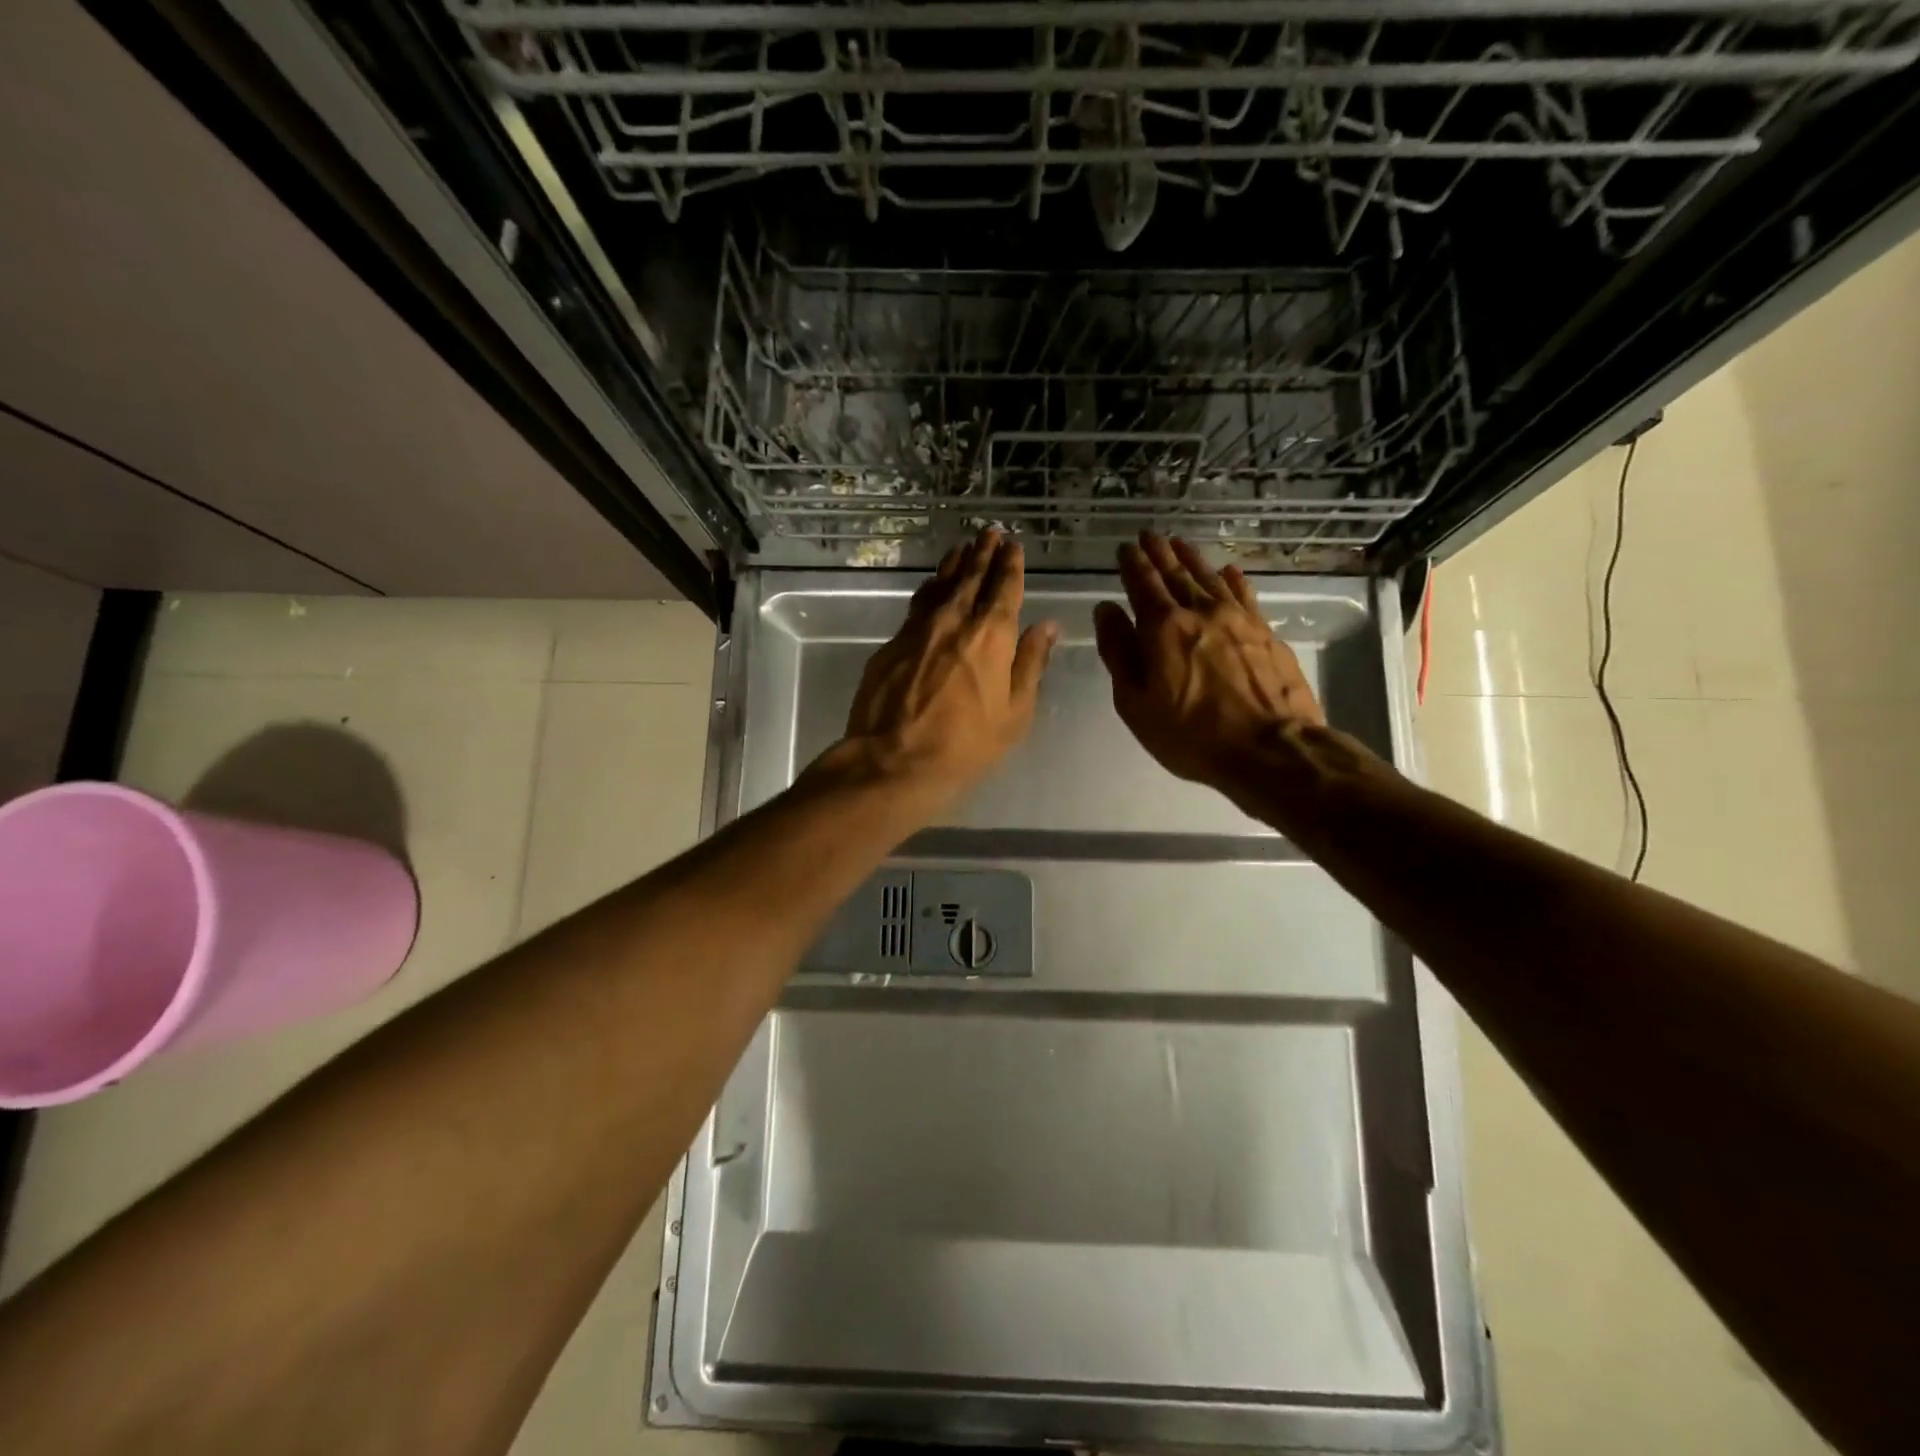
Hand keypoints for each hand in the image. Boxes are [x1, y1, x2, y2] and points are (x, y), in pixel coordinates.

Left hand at [829, 528, 1057, 806]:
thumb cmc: (965, 744)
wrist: (894, 760)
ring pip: (939, 585)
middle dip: (982, 553)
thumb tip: (1047, 626)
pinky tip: (931, 587)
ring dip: (954, 564)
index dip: (1010, 564)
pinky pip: (917, 605)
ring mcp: (918, 629)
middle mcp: (954, 620)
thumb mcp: (1014, 712)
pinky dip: (929, 590)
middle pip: (970, 577)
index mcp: (991, 635)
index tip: (1013, 545)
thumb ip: (1030, 664)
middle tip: (989, 534)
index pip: (1004, 588)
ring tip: (963, 549)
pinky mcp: (892, 643)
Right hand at [1092, 533, 1326, 798]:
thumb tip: (1106, 610)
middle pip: (1176, 574)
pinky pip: (1244, 594)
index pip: (1142, 584)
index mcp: (1162, 628)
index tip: (1125, 547)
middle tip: (1149, 535)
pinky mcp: (1266, 632)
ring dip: (1192, 558)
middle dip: (1159, 553)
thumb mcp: (1136, 703)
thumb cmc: (1191, 734)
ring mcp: (1238, 619)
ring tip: (1180, 543)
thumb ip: (1118, 652)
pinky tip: (1228, 571)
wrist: (1271, 749)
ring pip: (1209, 578)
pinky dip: (1232, 579)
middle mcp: (1200, 611)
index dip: (1132, 564)